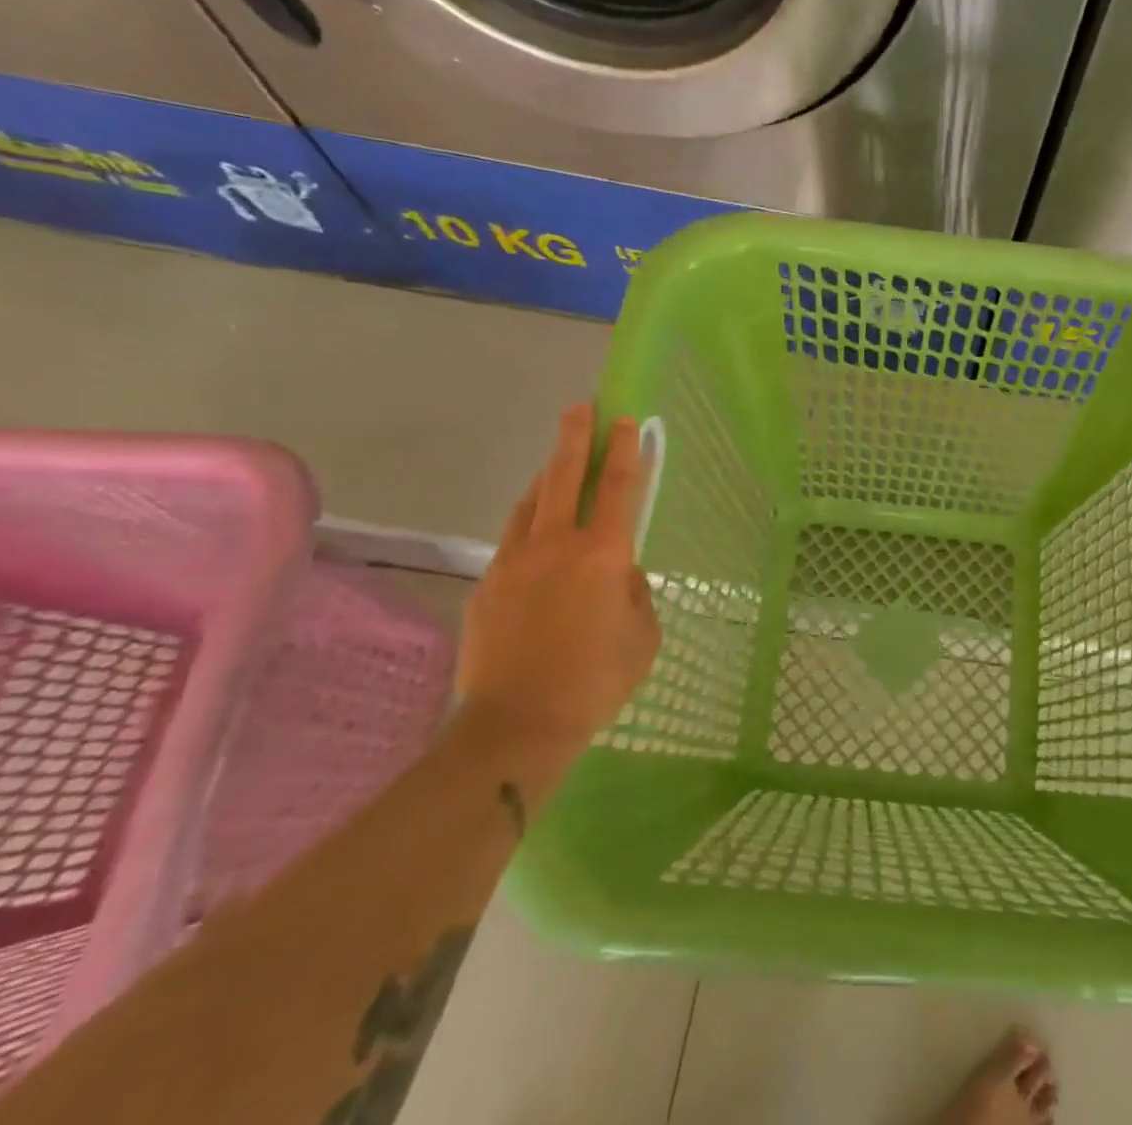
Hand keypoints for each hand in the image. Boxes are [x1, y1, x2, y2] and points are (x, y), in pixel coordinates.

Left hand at [458, 405, 660, 757]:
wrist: (518, 723)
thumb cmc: (597, 680)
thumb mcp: (643, 635)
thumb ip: (635, 592)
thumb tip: (618, 574)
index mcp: (604, 554)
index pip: (617, 487)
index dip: (625, 450)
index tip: (626, 421)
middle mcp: (558, 544)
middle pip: (564, 476)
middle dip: (575, 437)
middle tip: (580, 407)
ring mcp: (515, 561)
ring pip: (530, 502)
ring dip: (546, 475)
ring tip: (556, 461)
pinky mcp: (488, 584)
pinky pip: (512, 538)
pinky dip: (527, 522)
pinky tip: (534, 530)